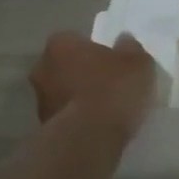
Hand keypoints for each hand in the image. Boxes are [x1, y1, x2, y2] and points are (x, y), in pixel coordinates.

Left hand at [30, 32, 157, 137]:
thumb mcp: (137, 62)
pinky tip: (98, 127)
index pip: (76, 40)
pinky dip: (78, 119)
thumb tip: (124, 41)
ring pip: (63, 92)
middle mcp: (42, 68)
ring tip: (105, 110)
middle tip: (108, 85)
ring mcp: (40, 100)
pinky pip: (66, 116)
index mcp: (60, 44)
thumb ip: (130, 48)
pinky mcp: (44, 128)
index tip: (112, 63)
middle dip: (83, 73)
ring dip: (79, 98)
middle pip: (66, 66)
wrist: (89, 139)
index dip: (95, 51)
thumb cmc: (112, 90)